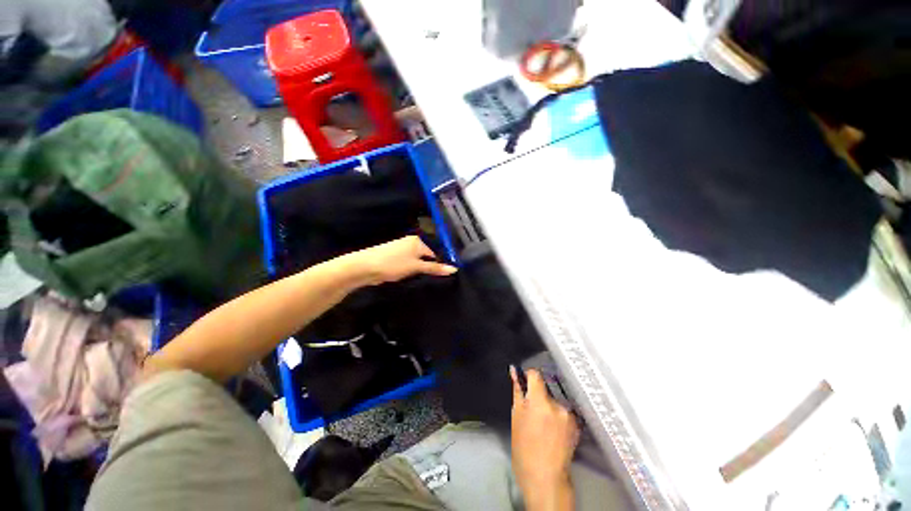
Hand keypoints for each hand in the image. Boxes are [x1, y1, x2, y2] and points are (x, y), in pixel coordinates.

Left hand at [347, 236, 456, 285]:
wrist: (365, 267)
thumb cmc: (393, 264)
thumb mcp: (416, 267)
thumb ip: (435, 268)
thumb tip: (454, 269)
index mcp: (417, 241)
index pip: (434, 253)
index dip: (437, 265)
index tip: (440, 277)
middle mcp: (410, 242)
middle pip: (425, 256)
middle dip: (427, 268)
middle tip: (429, 279)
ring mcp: (400, 249)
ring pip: (416, 261)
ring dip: (417, 270)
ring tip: (418, 279)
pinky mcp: (393, 257)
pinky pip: (407, 263)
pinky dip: (409, 270)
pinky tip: (407, 277)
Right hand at [511, 366, 578, 510]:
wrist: (545, 477)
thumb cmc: (524, 447)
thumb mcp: (516, 416)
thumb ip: (517, 391)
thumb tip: (514, 371)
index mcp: (540, 401)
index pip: (535, 374)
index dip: (528, 377)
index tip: (524, 384)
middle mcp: (558, 405)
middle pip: (545, 388)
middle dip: (538, 395)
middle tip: (531, 411)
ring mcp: (569, 415)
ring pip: (554, 400)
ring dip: (548, 406)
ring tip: (543, 424)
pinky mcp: (577, 424)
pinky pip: (563, 411)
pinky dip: (557, 415)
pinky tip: (553, 431)